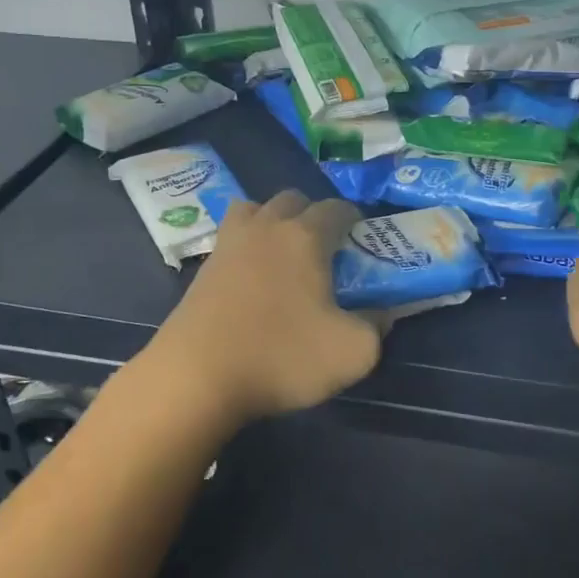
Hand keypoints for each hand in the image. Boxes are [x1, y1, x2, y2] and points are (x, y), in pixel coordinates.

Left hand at [143, 190, 384, 422]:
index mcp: (305, 237)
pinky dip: (247, 246)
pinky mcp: (203, 269)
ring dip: (273, 220)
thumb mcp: (352, 353)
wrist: (196, 378)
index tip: (362, 240)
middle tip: (325, 249)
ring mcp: (229, 244)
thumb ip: (377, 327)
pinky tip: (254, 279)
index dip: (354, 219)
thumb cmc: (282, 357)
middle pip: (293, 199)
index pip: (336, 208)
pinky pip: (231, 238)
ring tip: (284, 254)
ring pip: (254, 209)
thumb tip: (382, 314)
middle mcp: (266, 227)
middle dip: (313, 214)